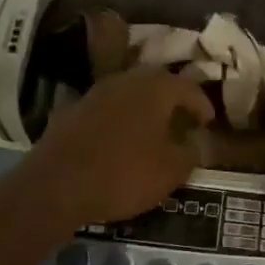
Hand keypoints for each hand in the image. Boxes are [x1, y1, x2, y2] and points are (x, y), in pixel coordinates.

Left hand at [22, 67, 215, 231]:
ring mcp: (96, 92)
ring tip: (154, 130)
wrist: (57, 184)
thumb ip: (190, 152)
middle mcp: (127, 80)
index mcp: (156, 87)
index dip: (202, 105)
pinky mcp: (73, 109)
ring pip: (130, 93)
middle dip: (172, 99)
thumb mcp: (171, 170)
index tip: (208, 122)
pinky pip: (107, 109)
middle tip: (183, 120)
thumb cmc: (124, 173)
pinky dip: (120, 119)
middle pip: (157, 83)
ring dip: (144, 107)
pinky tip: (121, 139)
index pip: (188, 88)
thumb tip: (196, 140)